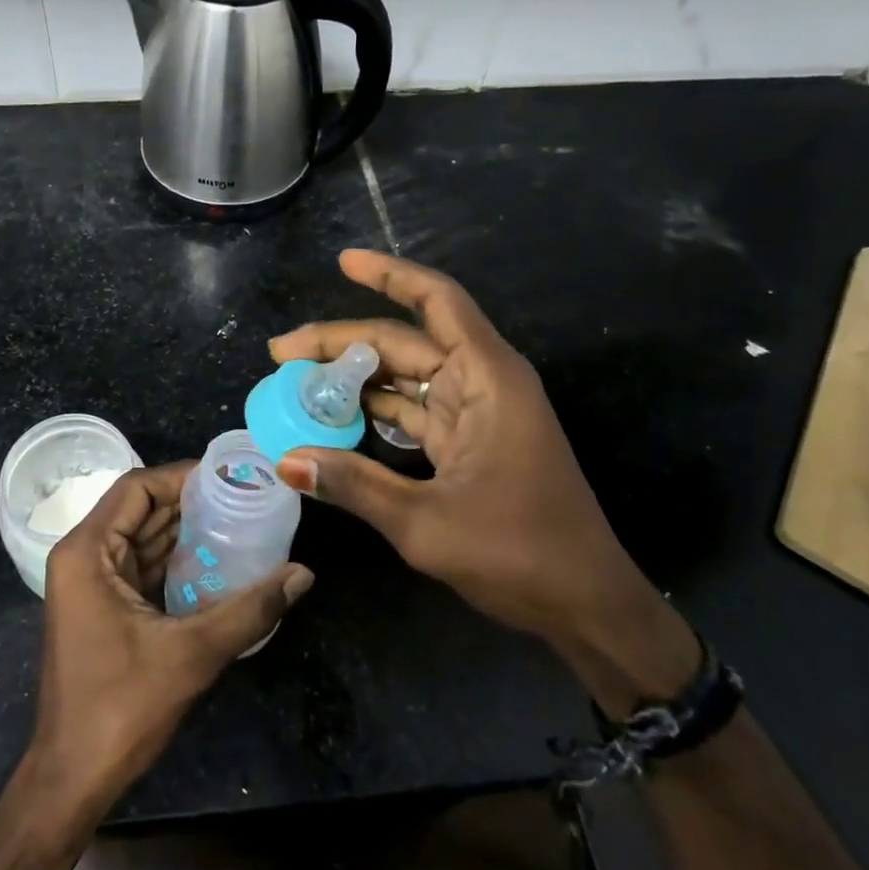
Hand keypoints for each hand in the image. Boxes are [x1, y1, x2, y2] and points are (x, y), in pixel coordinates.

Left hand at [30, 463, 314, 816]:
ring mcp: (90, 583)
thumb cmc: (120, 707)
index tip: (227, 476)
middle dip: (189, 501)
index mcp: (87, 551)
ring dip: (184, 530)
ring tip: (237, 519)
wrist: (72, 778)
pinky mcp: (102, 607)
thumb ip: (250, 609)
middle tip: (242, 495)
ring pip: (141, 536)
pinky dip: (175, 558)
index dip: (181, 476)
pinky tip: (216, 560)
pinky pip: (141, 565)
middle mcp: (83, 557)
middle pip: (139, 509)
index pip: (136, 488)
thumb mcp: (191, 654)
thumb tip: (303, 574)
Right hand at [270, 250, 693, 708]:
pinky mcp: (471, 441)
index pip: (437, 301)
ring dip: (356, 376)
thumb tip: (285, 461)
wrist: (588, 607)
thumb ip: (355, 484)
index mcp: (487, 378)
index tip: (343, 262)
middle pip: (405, 340)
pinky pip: (415, 408)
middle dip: (342, 342)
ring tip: (297, 383)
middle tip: (281, 353)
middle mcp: (483, 382)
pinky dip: (376, 408)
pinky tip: (336, 416)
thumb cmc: (519, 555)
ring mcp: (477, 412)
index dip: (390, 275)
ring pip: (406, 374)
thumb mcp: (426, 523)